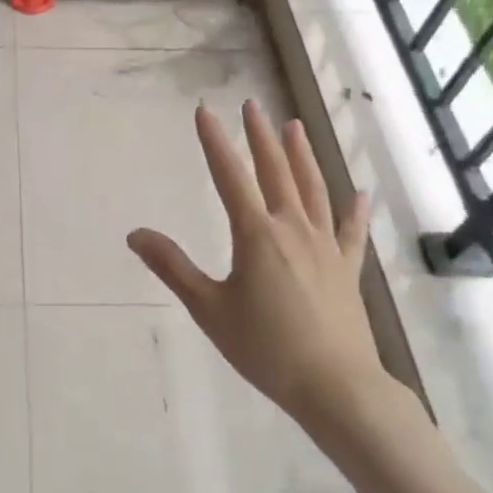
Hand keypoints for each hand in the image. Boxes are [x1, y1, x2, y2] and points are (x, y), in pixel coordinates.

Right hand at [128, 102, 398, 450]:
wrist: (335, 386)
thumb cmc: (265, 348)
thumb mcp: (209, 308)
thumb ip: (172, 267)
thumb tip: (135, 234)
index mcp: (256, 234)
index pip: (230, 176)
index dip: (215, 142)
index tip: (205, 111)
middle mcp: (292, 228)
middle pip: (275, 172)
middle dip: (260, 137)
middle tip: (252, 106)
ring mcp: (325, 246)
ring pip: (312, 189)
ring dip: (301, 156)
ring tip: (294, 127)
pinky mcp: (347, 268)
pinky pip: (350, 231)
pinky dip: (353, 209)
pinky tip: (358, 193)